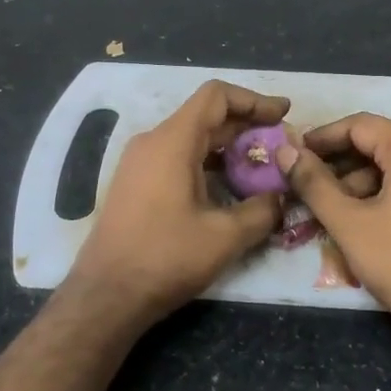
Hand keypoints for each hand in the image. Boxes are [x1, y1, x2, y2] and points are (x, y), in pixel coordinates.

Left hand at [69, 81, 290, 328]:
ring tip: (261, 167)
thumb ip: (262, 211)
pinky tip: (229, 188)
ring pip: (191, 138)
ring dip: (227, 147)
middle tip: (281, 145)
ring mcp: (139, 162)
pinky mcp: (135, 183)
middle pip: (205, 116)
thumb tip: (282, 197)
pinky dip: (207, 162)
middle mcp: (152, 142)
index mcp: (172, 141)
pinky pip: (176, 157)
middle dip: (246, 126)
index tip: (284, 114)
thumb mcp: (225, 237)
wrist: (106, 294)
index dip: (254, 100)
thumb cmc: (165, 258)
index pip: (216, 96)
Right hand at [278, 113, 390, 347]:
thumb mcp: (348, 223)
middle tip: (305, 183)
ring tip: (328, 208)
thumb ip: (313, 182)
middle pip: (380, 144)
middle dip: (339, 163)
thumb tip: (284, 151)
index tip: (293, 153)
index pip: (360, 125)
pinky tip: (362, 219)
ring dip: (360, 182)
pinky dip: (385, 194)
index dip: (321, 137)